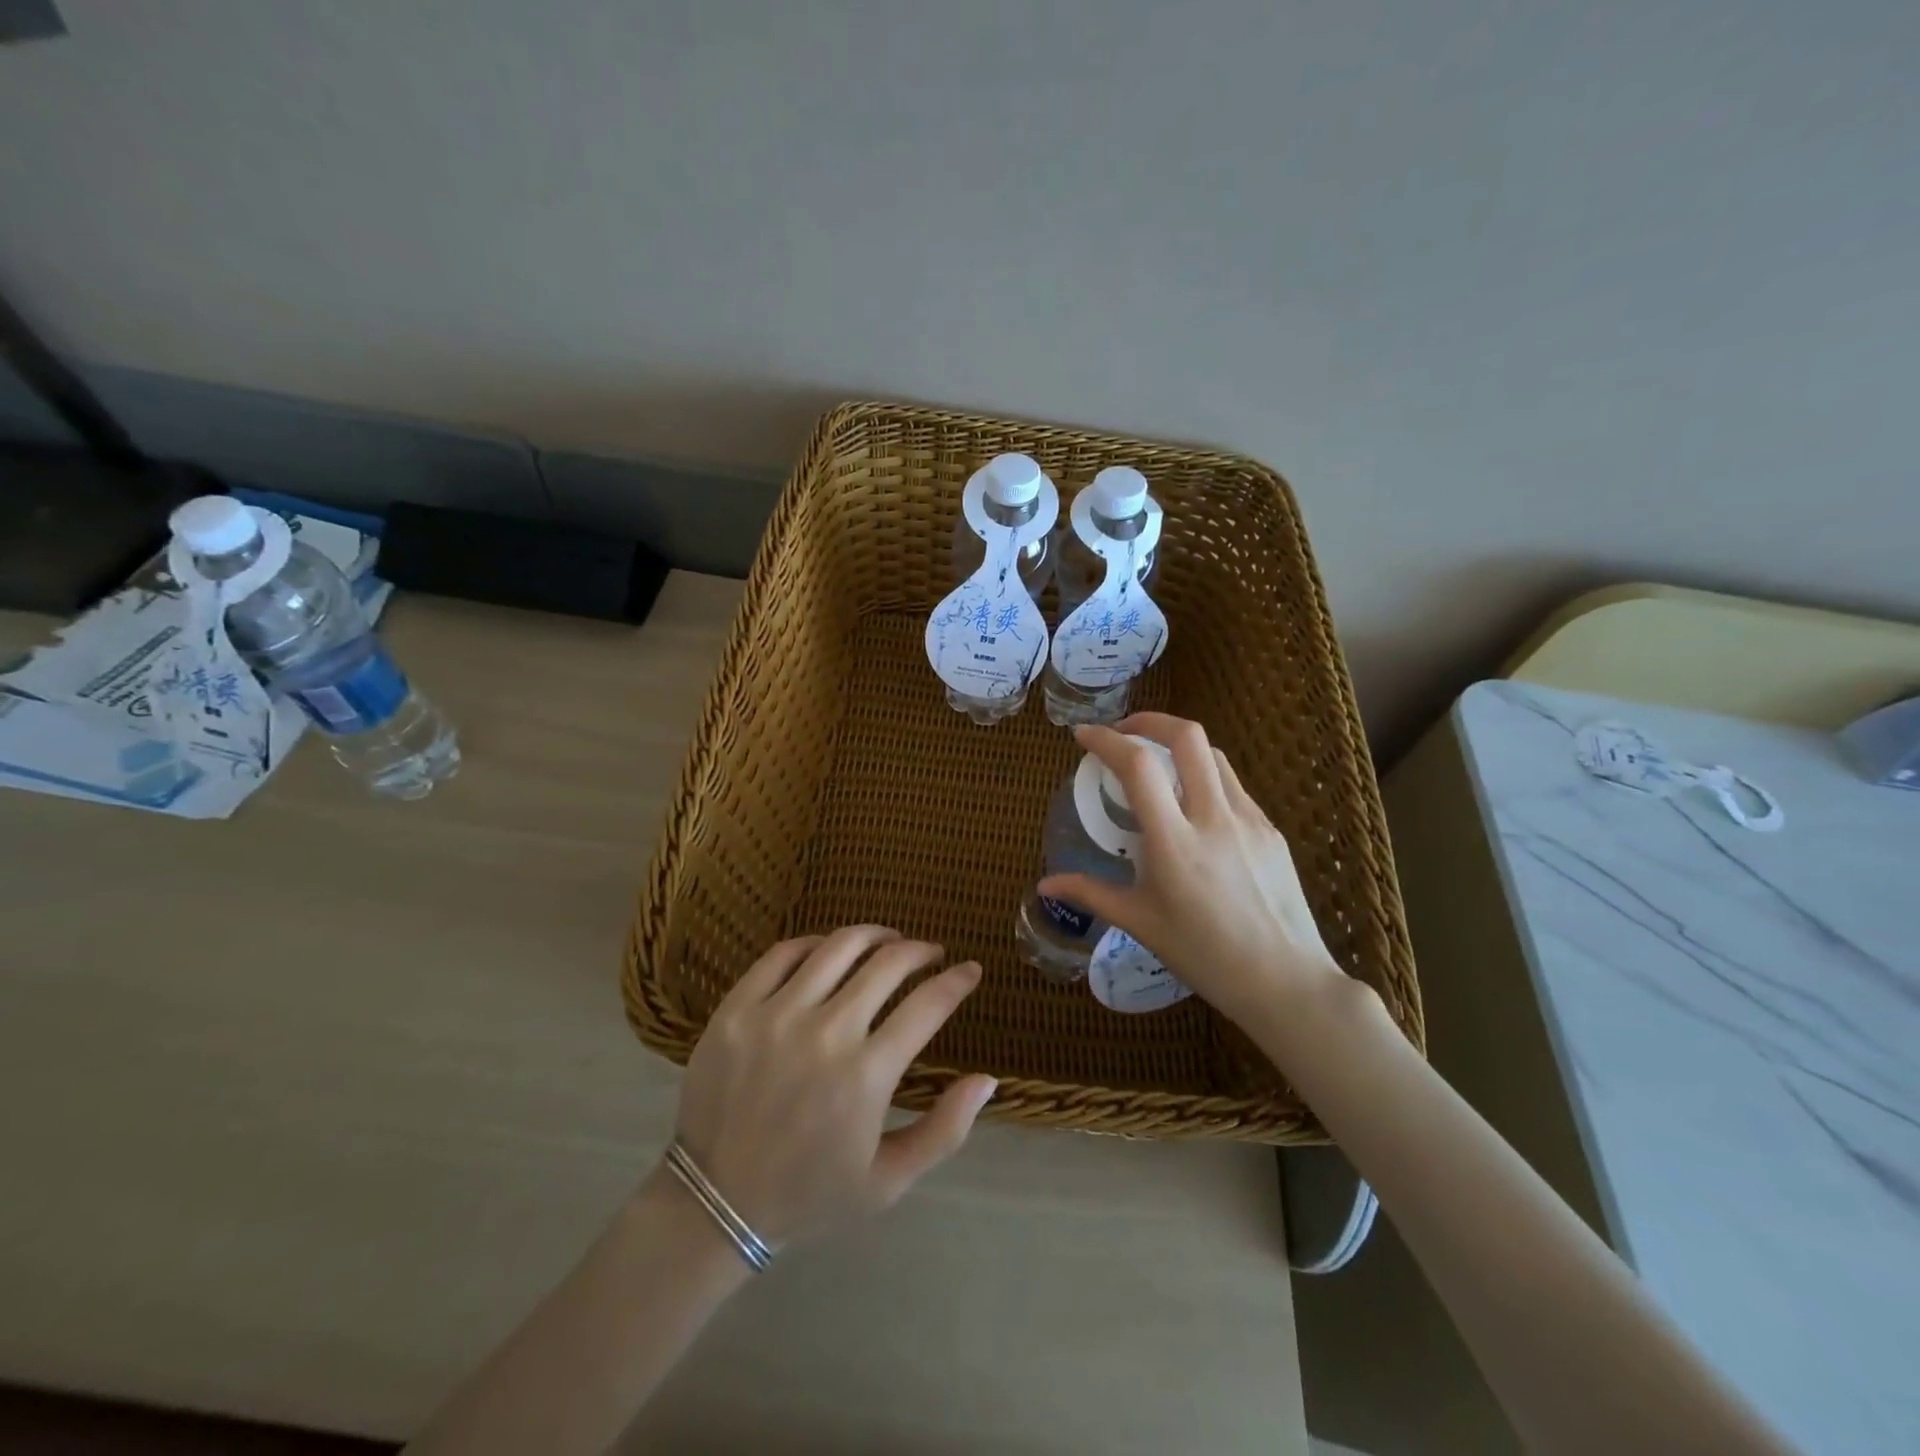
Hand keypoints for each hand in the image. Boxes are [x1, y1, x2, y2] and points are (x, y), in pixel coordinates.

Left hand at [674, 926, 997, 1246]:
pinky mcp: (737, 1007)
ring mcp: (776, 1014)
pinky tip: (830, 950)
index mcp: (867, 1075)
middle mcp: (826, 1033)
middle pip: (888, 963)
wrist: (714, 1202)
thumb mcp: (888, 1180)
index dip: (957, 981)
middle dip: (920, 951)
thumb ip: (945, 1130)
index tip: (970, 970)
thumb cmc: (810, 1193)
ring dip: (874, 935)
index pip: (928, 1005)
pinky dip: (816, 943)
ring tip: (887, 941)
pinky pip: (784, 952)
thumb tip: (989, 1077)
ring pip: (840, 946)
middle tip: (930, 953)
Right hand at [1038, 713, 1347, 1030]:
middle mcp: (1214, 818)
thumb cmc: (1205, 956)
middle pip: (1187, 736)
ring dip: (1179, 746)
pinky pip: (1232, 786)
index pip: (1138, 766)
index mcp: (1175, 842)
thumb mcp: (1140, 923)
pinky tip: (1192, 806)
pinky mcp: (1270, 829)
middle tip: (1123, 732)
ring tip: (1156, 765)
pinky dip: (1204, 777)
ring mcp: (1249, 820)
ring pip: (1213, 756)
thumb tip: (1046, 885)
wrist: (1285, 982)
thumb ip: (1091, 894)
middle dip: (1150, 720)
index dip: (1106, 740)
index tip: (1083, 735)